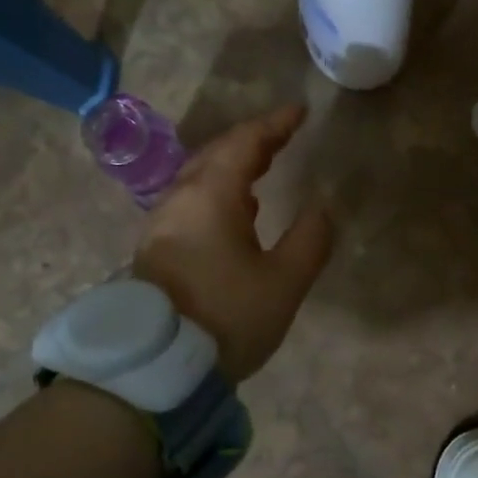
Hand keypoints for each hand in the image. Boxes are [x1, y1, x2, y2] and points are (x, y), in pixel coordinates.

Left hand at [134, 105, 333, 381]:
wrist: (156, 365)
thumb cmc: (226, 316)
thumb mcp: (283, 282)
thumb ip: (309, 240)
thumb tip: (321, 208)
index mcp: (212, 196)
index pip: (245, 143)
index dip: (275, 124)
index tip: (300, 112)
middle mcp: (180, 199)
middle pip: (216, 154)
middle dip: (251, 141)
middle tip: (282, 136)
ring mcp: (162, 224)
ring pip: (199, 178)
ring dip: (232, 166)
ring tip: (262, 169)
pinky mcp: (155, 249)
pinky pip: (190, 202)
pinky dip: (216, 192)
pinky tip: (234, 213)